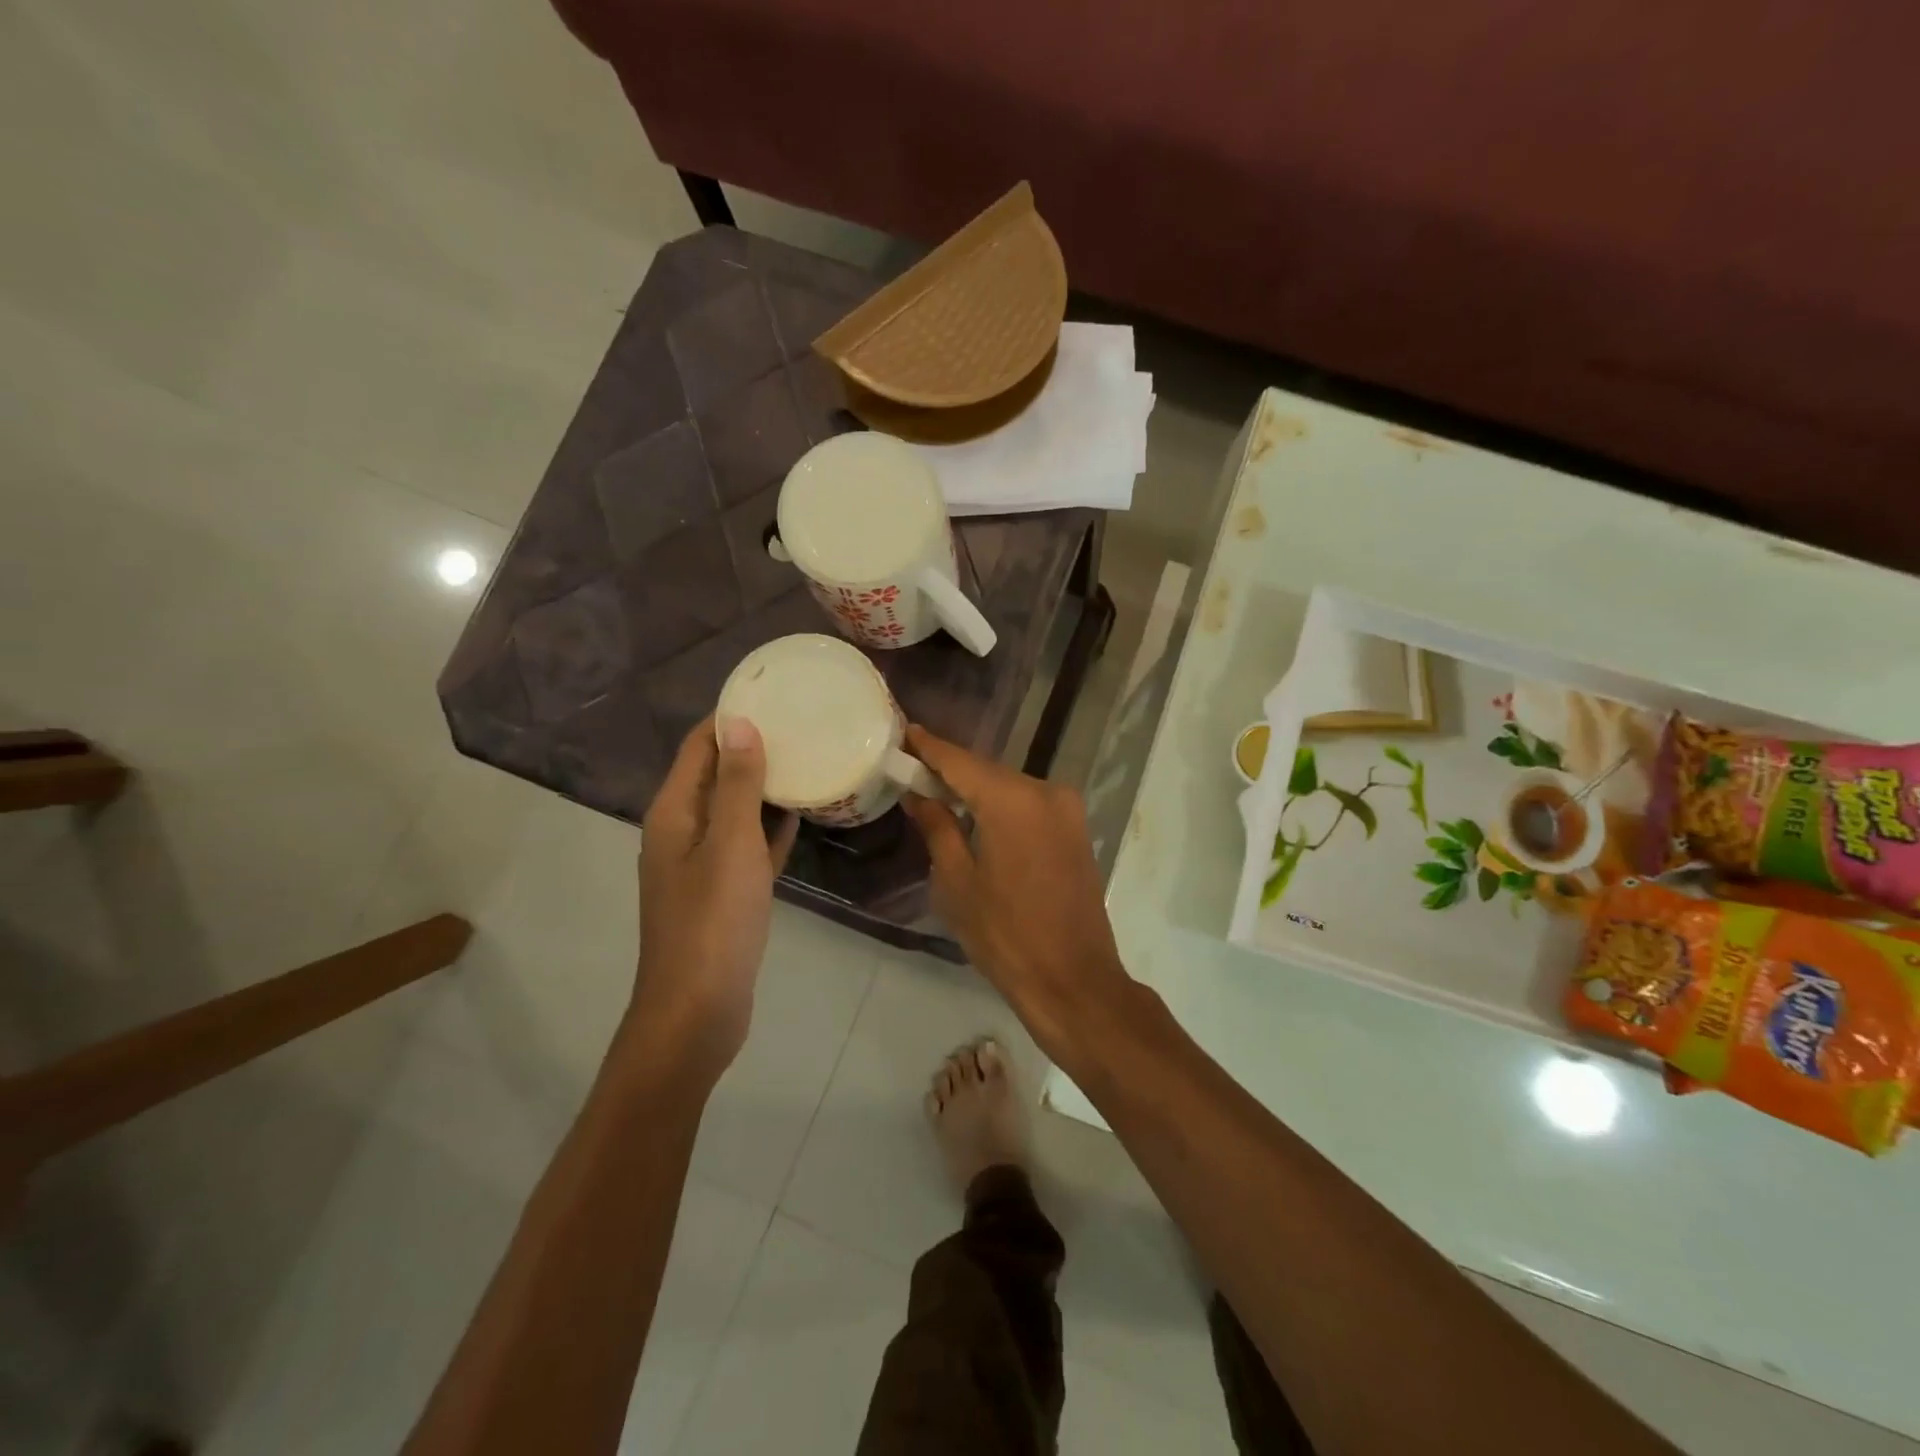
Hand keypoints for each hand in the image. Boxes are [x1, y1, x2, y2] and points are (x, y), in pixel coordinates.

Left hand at [632, 716, 798, 1083]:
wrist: (697, 1011)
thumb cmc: (713, 922)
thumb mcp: (730, 844)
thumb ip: (737, 784)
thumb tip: (739, 722)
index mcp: (674, 813)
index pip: (699, 746)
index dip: (730, 717)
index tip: (773, 694)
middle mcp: (682, 831)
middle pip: (716, 774)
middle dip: (753, 747)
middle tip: (803, 724)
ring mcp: (702, 864)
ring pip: (735, 810)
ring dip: (765, 786)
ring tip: (810, 759)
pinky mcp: (724, 892)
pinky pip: (748, 845)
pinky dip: (770, 827)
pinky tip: (802, 815)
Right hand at [900, 725, 1133, 1055]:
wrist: (1074, 981)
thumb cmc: (1005, 935)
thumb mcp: (957, 882)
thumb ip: (937, 826)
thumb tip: (918, 794)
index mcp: (1012, 800)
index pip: (960, 761)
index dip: (929, 747)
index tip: (904, 731)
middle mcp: (1046, 791)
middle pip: (987, 772)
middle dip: (951, 772)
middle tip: (913, 771)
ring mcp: (1067, 810)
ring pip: (1009, 788)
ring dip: (977, 791)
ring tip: (938, 795)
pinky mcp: (1076, 830)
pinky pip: (1030, 806)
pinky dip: (1002, 807)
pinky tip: (977, 818)